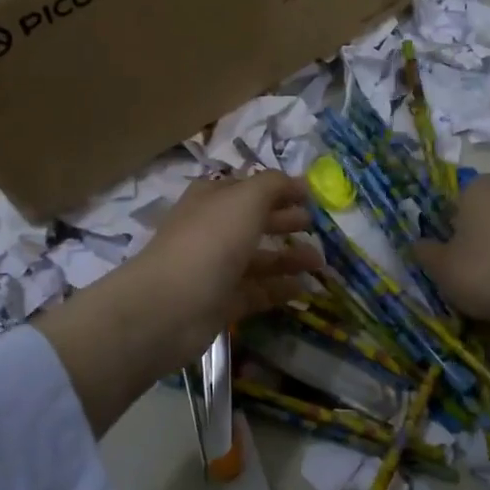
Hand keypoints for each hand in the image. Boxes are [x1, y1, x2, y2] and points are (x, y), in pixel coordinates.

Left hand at [35, 173, 322, 434]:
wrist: (169, 306)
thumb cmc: (209, 241)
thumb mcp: (246, 199)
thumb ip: (273, 185)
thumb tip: (296, 182)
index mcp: (211, 199)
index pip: (248, 188)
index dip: (278, 189)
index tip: (311, 196)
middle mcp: (211, 230)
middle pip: (253, 222)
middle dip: (284, 221)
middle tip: (316, 227)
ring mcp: (214, 268)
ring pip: (257, 259)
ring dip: (289, 258)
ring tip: (320, 262)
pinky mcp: (220, 303)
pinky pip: (256, 292)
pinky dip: (279, 289)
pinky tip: (304, 290)